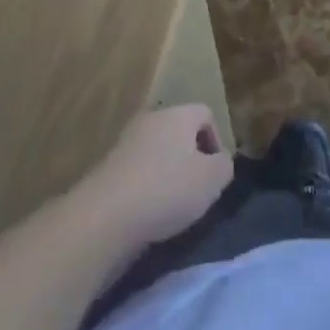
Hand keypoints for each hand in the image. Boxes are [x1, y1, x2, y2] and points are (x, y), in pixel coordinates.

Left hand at [77, 105, 232, 251]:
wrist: (105, 216)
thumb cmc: (167, 190)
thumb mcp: (212, 180)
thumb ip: (224, 166)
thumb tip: (220, 161)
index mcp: (178, 114)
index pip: (205, 113)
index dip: (216, 140)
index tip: (216, 171)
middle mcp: (151, 119)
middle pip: (179, 131)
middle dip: (191, 158)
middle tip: (196, 188)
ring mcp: (126, 142)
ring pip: (157, 152)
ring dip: (167, 173)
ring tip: (172, 205)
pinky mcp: (108, 167)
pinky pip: (137, 171)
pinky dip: (146, 187)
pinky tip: (147, 212)